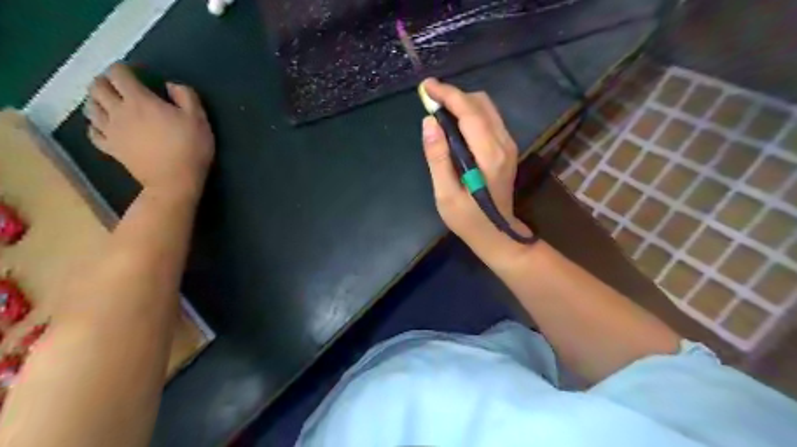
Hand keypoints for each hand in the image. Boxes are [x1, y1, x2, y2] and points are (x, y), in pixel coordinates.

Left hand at [84, 63, 213, 195]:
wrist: (174, 181)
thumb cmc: (190, 148)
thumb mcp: (199, 119)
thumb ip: (186, 96)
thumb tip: (170, 85)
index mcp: (139, 101)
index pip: (118, 73)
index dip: (124, 69)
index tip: (137, 73)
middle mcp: (118, 111)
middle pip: (97, 87)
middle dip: (105, 81)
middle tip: (120, 86)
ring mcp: (110, 131)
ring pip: (90, 107)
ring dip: (97, 101)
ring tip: (110, 104)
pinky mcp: (110, 148)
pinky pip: (92, 132)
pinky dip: (96, 125)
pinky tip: (106, 127)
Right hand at [419, 79, 530, 255]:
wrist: (497, 233)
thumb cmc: (468, 219)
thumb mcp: (445, 194)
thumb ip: (438, 158)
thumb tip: (429, 122)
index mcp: (489, 155)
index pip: (469, 112)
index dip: (448, 95)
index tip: (426, 87)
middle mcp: (504, 144)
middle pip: (480, 104)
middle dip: (454, 96)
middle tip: (429, 100)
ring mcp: (509, 145)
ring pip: (486, 108)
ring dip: (462, 103)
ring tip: (438, 109)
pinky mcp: (507, 148)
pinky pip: (489, 119)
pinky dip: (470, 113)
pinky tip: (454, 123)